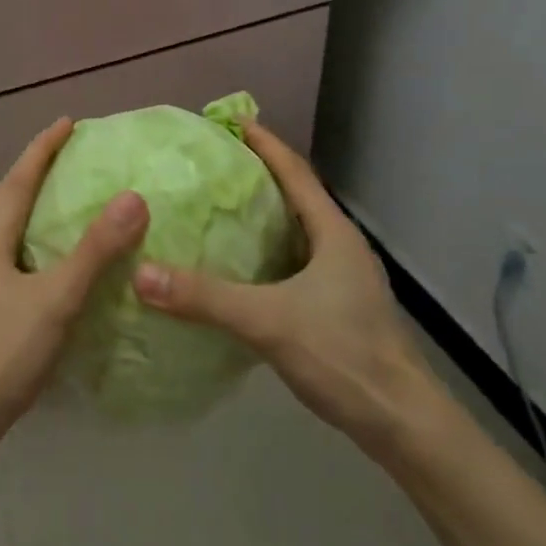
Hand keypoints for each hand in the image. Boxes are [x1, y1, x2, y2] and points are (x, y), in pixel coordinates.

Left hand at [0, 119, 147, 461]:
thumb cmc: (4, 351)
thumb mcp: (55, 299)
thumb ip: (94, 252)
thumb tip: (132, 199)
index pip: (18, 180)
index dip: (42, 149)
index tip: (66, 123)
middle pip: (6, 198)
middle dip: (34, 171)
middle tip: (67, 154)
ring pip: (6, 228)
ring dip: (31, 204)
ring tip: (62, 195)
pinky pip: (11, 254)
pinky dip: (33, 239)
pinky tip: (52, 257)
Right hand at [131, 120, 441, 460]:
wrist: (403, 425)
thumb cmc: (343, 355)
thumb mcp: (268, 321)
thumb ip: (205, 297)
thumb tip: (141, 274)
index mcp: (332, 232)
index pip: (294, 171)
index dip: (264, 143)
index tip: (231, 120)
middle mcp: (340, 245)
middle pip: (296, 195)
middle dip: (258, 174)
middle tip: (214, 162)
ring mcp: (343, 278)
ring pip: (296, 230)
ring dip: (263, 214)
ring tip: (219, 206)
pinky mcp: (339, 306)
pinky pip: (295, 260)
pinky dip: (266, 250)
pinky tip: (239, 265)